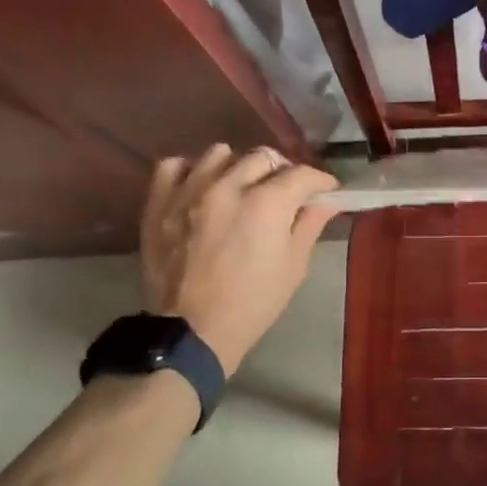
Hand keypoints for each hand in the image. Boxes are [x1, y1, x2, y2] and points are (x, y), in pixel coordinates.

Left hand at [140, 145, 339, 375]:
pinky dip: (191, 171)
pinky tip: (200, 189)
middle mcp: (228, 186)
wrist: (192, 331)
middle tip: (284, 194)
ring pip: (220, 154)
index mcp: (267, 204)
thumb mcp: (293, 267)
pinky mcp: (159, 202)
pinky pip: (174, 165)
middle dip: (281, 173)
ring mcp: (189, 190)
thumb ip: (309, 225)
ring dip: (237, 168)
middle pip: (263, 158)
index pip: (302, 174)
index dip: (320, 182)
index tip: (324, 192)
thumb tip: (326, 201)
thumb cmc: (252, 303)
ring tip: (240, 189)